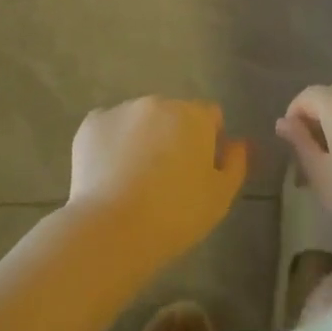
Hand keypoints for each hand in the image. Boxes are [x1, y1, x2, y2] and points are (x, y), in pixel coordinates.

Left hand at [66, 98, 247, 273]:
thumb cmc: (176, 215)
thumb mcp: (220, 196)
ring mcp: (122, 109)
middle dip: (173, 136)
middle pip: (173, 114)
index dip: (209, 140)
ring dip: (143, 137)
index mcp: (193, 115)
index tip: (200, 169)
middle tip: (167, 177)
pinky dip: (111, 143)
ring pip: (139, 119)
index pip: (210, 116)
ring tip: (135, 179)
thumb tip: (239, 142)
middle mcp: (158, 102)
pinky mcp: (92, 123)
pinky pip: (108, 128)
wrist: (114, 228)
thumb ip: (236, 163)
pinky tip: (110, 173)